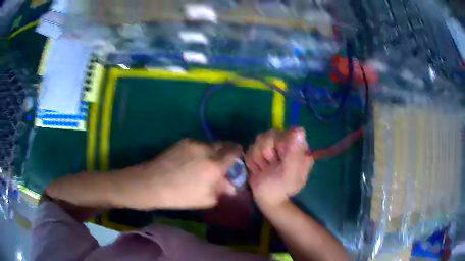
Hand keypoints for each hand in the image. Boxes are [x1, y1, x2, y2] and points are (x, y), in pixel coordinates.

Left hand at [132, 139, 241, 208]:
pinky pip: (198, 144)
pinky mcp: (183, 141)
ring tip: (203, 163)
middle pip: (223, 144)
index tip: (237, 157)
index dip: (238, 153)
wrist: (153, 183)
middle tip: (222, 161)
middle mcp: (207, 150)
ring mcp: (193, 143)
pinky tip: (191, 161)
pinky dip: (200, 151)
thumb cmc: (180, 196)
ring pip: (210, 144)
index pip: (234, 152)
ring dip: (212, 151)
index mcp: (215, 166)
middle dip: (226, 150)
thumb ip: (222, 190)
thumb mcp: (205, 199)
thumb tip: (232, 186)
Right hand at [245, 128, 313, 208]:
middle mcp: (288, 142)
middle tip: (271, 167)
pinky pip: (251, 148)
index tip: (279, 159)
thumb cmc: (281, 187)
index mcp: (300, 147)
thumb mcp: (289, 172)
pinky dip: (252, 161)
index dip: (280, 145)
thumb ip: (293, 152)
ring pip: (258, 140)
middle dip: (266, 154)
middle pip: (270, 135)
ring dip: (259, 159)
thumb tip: (300, 129)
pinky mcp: (261, 150)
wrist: (266, 198)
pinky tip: (259, 169)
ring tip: (265, 170)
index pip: (288, 132)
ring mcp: (274, 145)